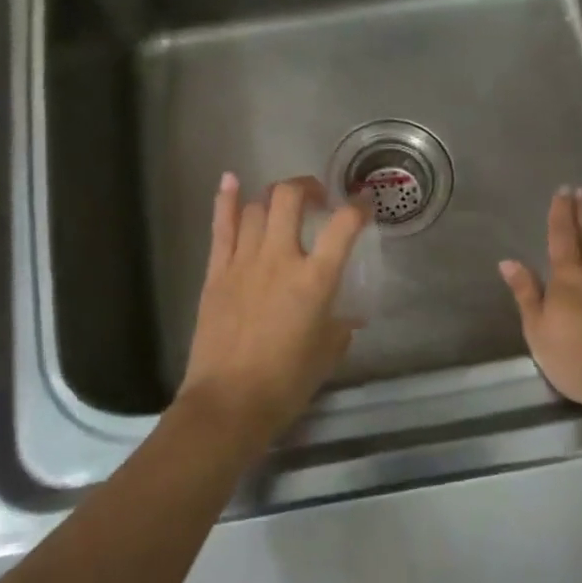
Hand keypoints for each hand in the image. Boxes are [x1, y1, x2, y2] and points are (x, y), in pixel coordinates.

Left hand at [178, 173, 368, 449]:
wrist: (229, 403)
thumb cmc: (286, 383)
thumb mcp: (328, 353)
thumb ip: (340, 326)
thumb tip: (345, 315)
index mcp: (315, 280)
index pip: (343, 226)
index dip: (358, 207)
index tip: (364, 204)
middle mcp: (280, 259)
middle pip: (290, 197)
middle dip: (308, 187)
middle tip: (318, 198)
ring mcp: (243, 262)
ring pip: (257, 207)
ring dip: (275, 197)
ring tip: (284, 204)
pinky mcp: (216, 272)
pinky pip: (221, 226)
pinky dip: (226, 199)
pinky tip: (232, 179)